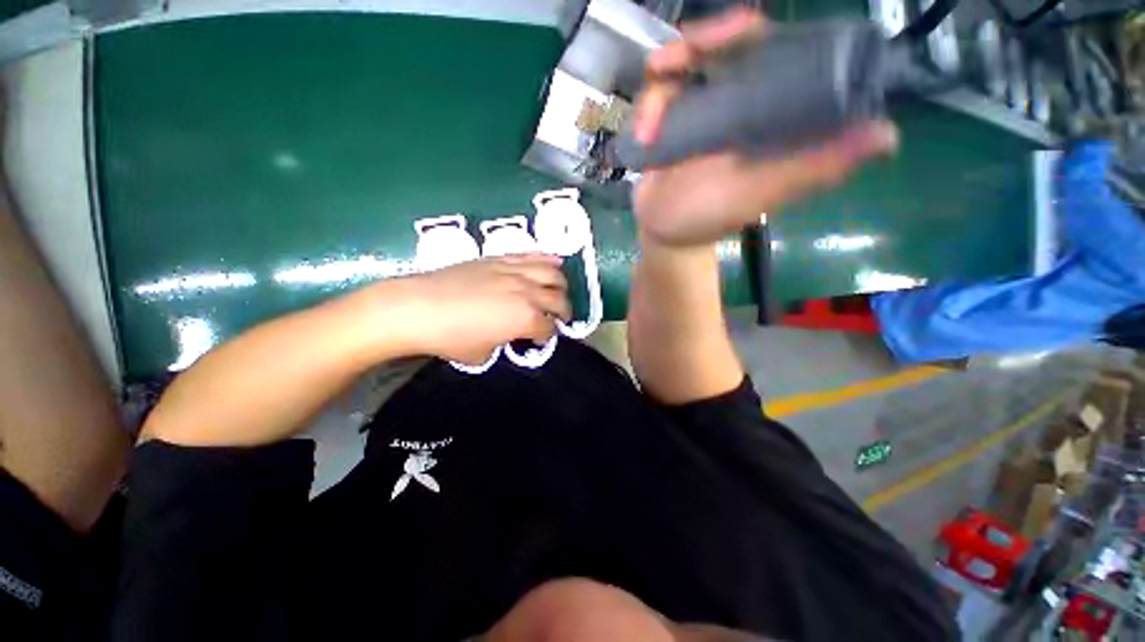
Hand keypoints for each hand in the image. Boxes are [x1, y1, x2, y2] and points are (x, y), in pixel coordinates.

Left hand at [393, 255, 570, 365]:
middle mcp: (527, 292)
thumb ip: (504, 343)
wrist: (417, 307)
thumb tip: (507, 335)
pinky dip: (547, 260)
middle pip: (558, 299)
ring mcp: (515, 272)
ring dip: (560, 285)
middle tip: (557, 318)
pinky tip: (553, 263)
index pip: (549, 328)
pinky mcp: (500, 259)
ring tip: (557, 291)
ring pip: (552, 273)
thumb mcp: (483, 354)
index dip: (548, 336)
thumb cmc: (450, 337)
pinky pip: (531, 255)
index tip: (539, 340)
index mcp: (526, 319)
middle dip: (563, 311)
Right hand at [631, 8, 898, 245]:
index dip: (753, 34)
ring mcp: (700, 108)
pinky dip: (646, 108)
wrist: (661, 232)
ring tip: (649, 121)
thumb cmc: (707, 218)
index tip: (735, 33)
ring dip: (663, 80)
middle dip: (699, 42)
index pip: (772, 52)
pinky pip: (658, 92)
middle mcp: (737, 102)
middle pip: (724, 45)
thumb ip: (810, 168)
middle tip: (672, 60)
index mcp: (766, 113)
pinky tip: (642, 136)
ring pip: (686, 62)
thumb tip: (887, 135)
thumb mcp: (757, 195)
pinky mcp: (670, 119)